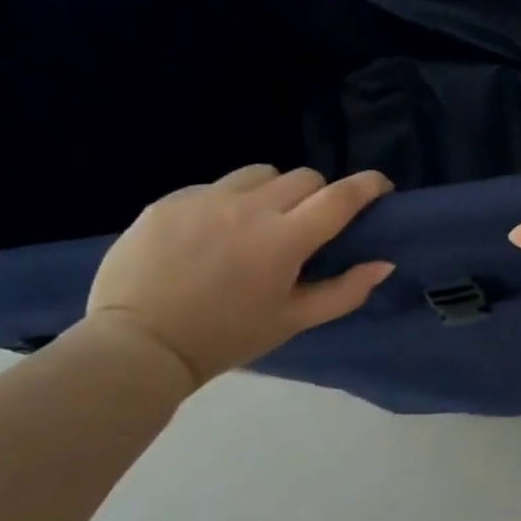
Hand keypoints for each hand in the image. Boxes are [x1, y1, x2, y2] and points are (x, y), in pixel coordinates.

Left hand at [87, 164, 395, 387]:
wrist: (136, 347)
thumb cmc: (225, 338)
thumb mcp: (292, 321)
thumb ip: (345, 291)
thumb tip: (383, 263)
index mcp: (284, 240)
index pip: (340, 196)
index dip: (368, 185)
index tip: (380, 187)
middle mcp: (249, 208)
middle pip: (304, 177)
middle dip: (317, 195)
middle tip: (306, 224)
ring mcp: (206, 199)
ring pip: (260, 173)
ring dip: (272, 192)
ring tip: (256, 223)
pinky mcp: (170, 201)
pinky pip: (215, 186)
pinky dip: (227, 203)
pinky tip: (211, 235)